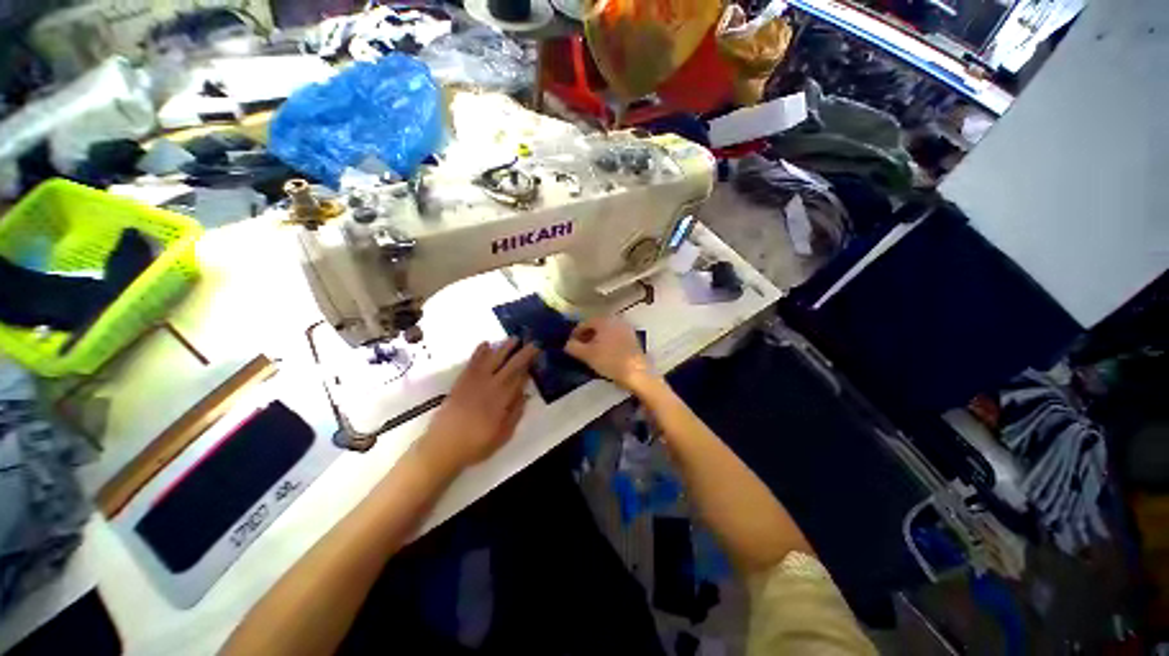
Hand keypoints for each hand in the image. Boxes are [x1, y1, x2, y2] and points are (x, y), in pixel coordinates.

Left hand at [417, 338, 539, 473]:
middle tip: (533, 343)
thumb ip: (515, 413)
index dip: (529, 366)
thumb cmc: (476, 444)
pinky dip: (479, 352)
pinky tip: (486, 344)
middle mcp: (490, 386)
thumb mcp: (503, 435)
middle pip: (509, 366)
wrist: (443, 447)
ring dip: (504, 348)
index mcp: (502, 400)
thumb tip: (525, 394)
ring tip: (514, 338)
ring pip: (492, 360)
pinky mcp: (461, 382)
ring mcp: (474, 382)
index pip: (519, 378)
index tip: (537, 356)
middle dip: (522, 353)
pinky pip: (472, 363)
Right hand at [565, 316, 656, 391]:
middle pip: (596, 326)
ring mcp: (626, 328)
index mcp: (604, 320)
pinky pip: (615, 337)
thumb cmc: (609, 360)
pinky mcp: (633, 338)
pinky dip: (608, 343)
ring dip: (597, 340)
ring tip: (591, 353)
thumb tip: (567, 344)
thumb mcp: (586, 355)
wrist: (636, 372)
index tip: (570, 345)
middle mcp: (615, 320)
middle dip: (586, 336)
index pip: (584, 323)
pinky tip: (605, 354)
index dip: (575, 334)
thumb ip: (573, 347)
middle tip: (580, 349)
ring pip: (606, 332)